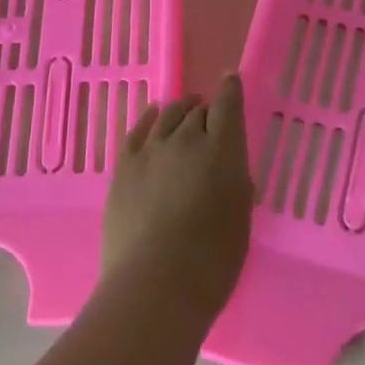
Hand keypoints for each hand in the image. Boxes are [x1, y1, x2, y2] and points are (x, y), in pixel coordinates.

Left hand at [99, 74, 253, 323]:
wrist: (155, 284)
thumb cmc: (212, 261)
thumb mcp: (240, 220)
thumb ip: (236, 185)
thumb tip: (227, 169)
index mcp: (222, 150)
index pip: (228, 105)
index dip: (231, 89)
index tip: (232, 80)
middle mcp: (186, 139)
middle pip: (197, 111)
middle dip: (206, 109)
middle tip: (210, 117)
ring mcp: (151, 151)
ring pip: (168, 115)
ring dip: (180, 111)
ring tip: (185, 110)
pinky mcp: (124, 167)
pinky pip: (137, 131)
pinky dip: (149, 118)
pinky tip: (153, 115)